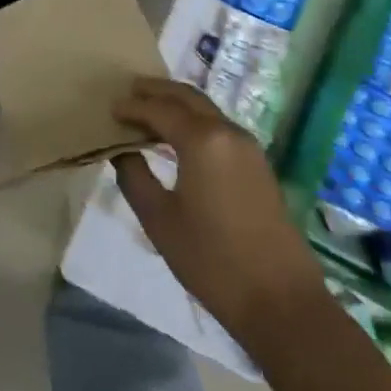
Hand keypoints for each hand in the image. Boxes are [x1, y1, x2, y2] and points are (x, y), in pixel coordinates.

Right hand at [112, 78, 326, 346]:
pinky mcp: (258, 165)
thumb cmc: (211, 260)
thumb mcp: (160, 220)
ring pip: (207, 109)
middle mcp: (228, 131)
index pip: (160, 109)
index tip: (110, 108)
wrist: (280, 300)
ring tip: (150, 110)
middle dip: (158, 91)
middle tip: (131, 90)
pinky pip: (219, 127)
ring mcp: (248, 147)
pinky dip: (195, 121)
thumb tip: (123, 150)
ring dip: (178, 104)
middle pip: (188, 97)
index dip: (133, 107)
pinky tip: (179, 137)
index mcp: (203, 139)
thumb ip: (134, 177)